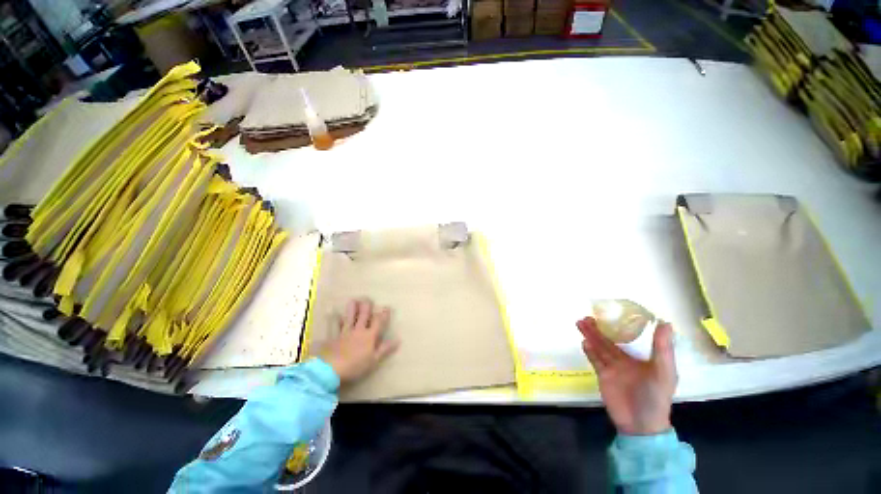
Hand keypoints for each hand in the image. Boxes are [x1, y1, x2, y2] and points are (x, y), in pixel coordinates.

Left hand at [319, 298, 399, 383]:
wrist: (330, 369)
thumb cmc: (355, 366)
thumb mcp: (373, 360)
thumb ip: (385, 349)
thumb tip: (398, 339)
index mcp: (369, 336)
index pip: (378, 322)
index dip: (383, 314)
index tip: (387, 307)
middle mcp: (358, 330)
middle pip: (363, 315)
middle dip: (366, 306)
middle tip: (368, 299)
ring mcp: (345, 332)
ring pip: (349, 317)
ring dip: (351, 308)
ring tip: (353, 300)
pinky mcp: (333, 337)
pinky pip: (334, 325)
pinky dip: (334, 319)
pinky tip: (333, 313)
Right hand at [577, 316, 676, 435]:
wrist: (640, 425)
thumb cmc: (656, 397)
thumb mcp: (664, 372)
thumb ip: (662, 348)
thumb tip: (664, 322)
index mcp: (641, 357)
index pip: (630, 337)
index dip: (621, 325)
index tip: (612, 311)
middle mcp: (625, 360)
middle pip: (609, 340)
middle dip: (598, 329)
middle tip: (587, 316)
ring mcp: (613, 368)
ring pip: (599, 347)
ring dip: (590, 335)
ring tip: (581, 323)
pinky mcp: (603, 376)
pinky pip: (595, 360)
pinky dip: (589, 351)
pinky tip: (584, 342)